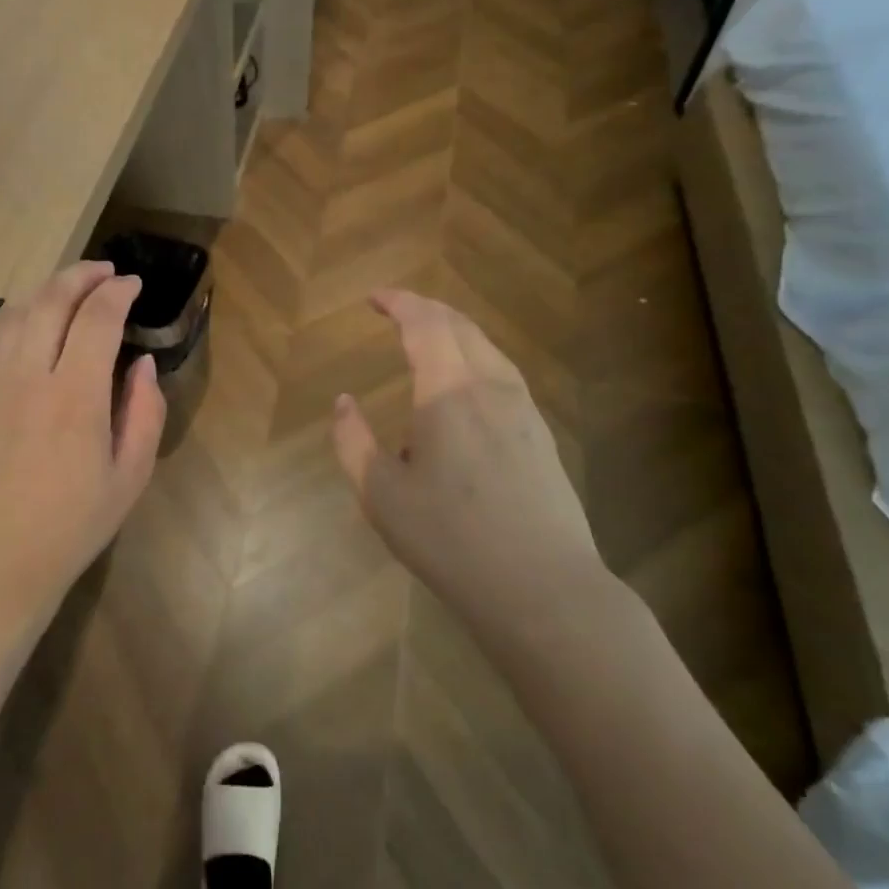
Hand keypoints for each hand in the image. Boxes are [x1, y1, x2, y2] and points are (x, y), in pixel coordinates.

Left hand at [0, 261, 166, 624]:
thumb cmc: (72, 526)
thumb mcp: (130, 477)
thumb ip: (145, 412)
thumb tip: (142, 364)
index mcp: (75, 397)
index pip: (96, 318)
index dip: (117, 292)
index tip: (134, 284)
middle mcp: (29, 377)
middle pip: (52, 300)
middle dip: (82, 275)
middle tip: (106, 271)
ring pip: (17, 311)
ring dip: (48, 287)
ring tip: (73, 285)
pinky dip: (21, 313)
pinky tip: (35, 319)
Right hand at [331, 289, 608, 626]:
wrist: (545, 590)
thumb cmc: (452, 541)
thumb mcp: (381, 496)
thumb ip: (354, 442)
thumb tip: (344, 401)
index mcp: (449, 392)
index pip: (425, 323)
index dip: (399, 302)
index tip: (374, 298)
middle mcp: (491, 387)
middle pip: (460, 326)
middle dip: (425, 309)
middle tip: (395, 309)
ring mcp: (523, 410)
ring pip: (487, 347)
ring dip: (452, 332)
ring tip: (426, 339)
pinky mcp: (540, 435)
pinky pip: (502, 373)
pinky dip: (473, 358)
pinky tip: (462, 387)